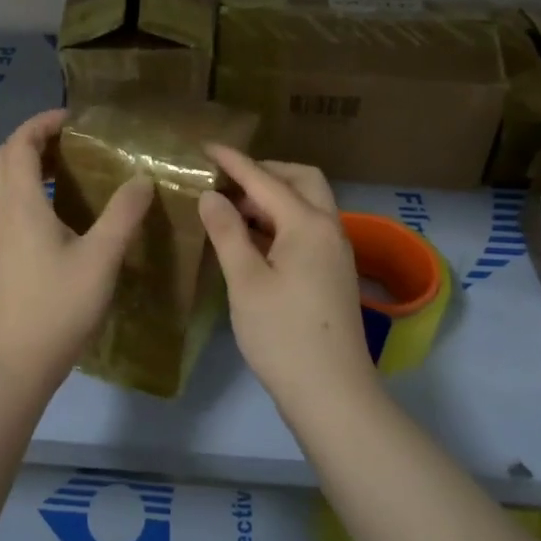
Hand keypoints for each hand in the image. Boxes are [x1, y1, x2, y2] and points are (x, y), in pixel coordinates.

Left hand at [0, 109, 153, 395]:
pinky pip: (9, 207)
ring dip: (32, 166)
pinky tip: (62, 215)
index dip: (42, 122)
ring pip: (5, 184)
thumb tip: (140, 179)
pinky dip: (30, 192)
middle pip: (6, 158)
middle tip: (75, 141)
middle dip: (36, 139)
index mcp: (20, 204)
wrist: (12, 365)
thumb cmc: (56, 307)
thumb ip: (122, 215)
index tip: (75, 119)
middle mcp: (0, 212)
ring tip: (73, 170)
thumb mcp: (100, 259)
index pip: (19, 143)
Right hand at [198, 147, 378, 414]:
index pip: (264, 180)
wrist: (332, 394)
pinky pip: (308, 228)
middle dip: (265, 172)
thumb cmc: (283, 335)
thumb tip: (211, 196)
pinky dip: (282, 221)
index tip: (205, 146)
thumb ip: (227, 232)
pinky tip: (254, 239)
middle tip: (227, 180)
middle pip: (301, 180)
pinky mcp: (334, 273)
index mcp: (308, 224)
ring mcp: (336, 252)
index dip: (233, 162)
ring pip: (307, 205)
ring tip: (233, 208)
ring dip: (274, 197)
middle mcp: (329, 229)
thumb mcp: (246, 281)